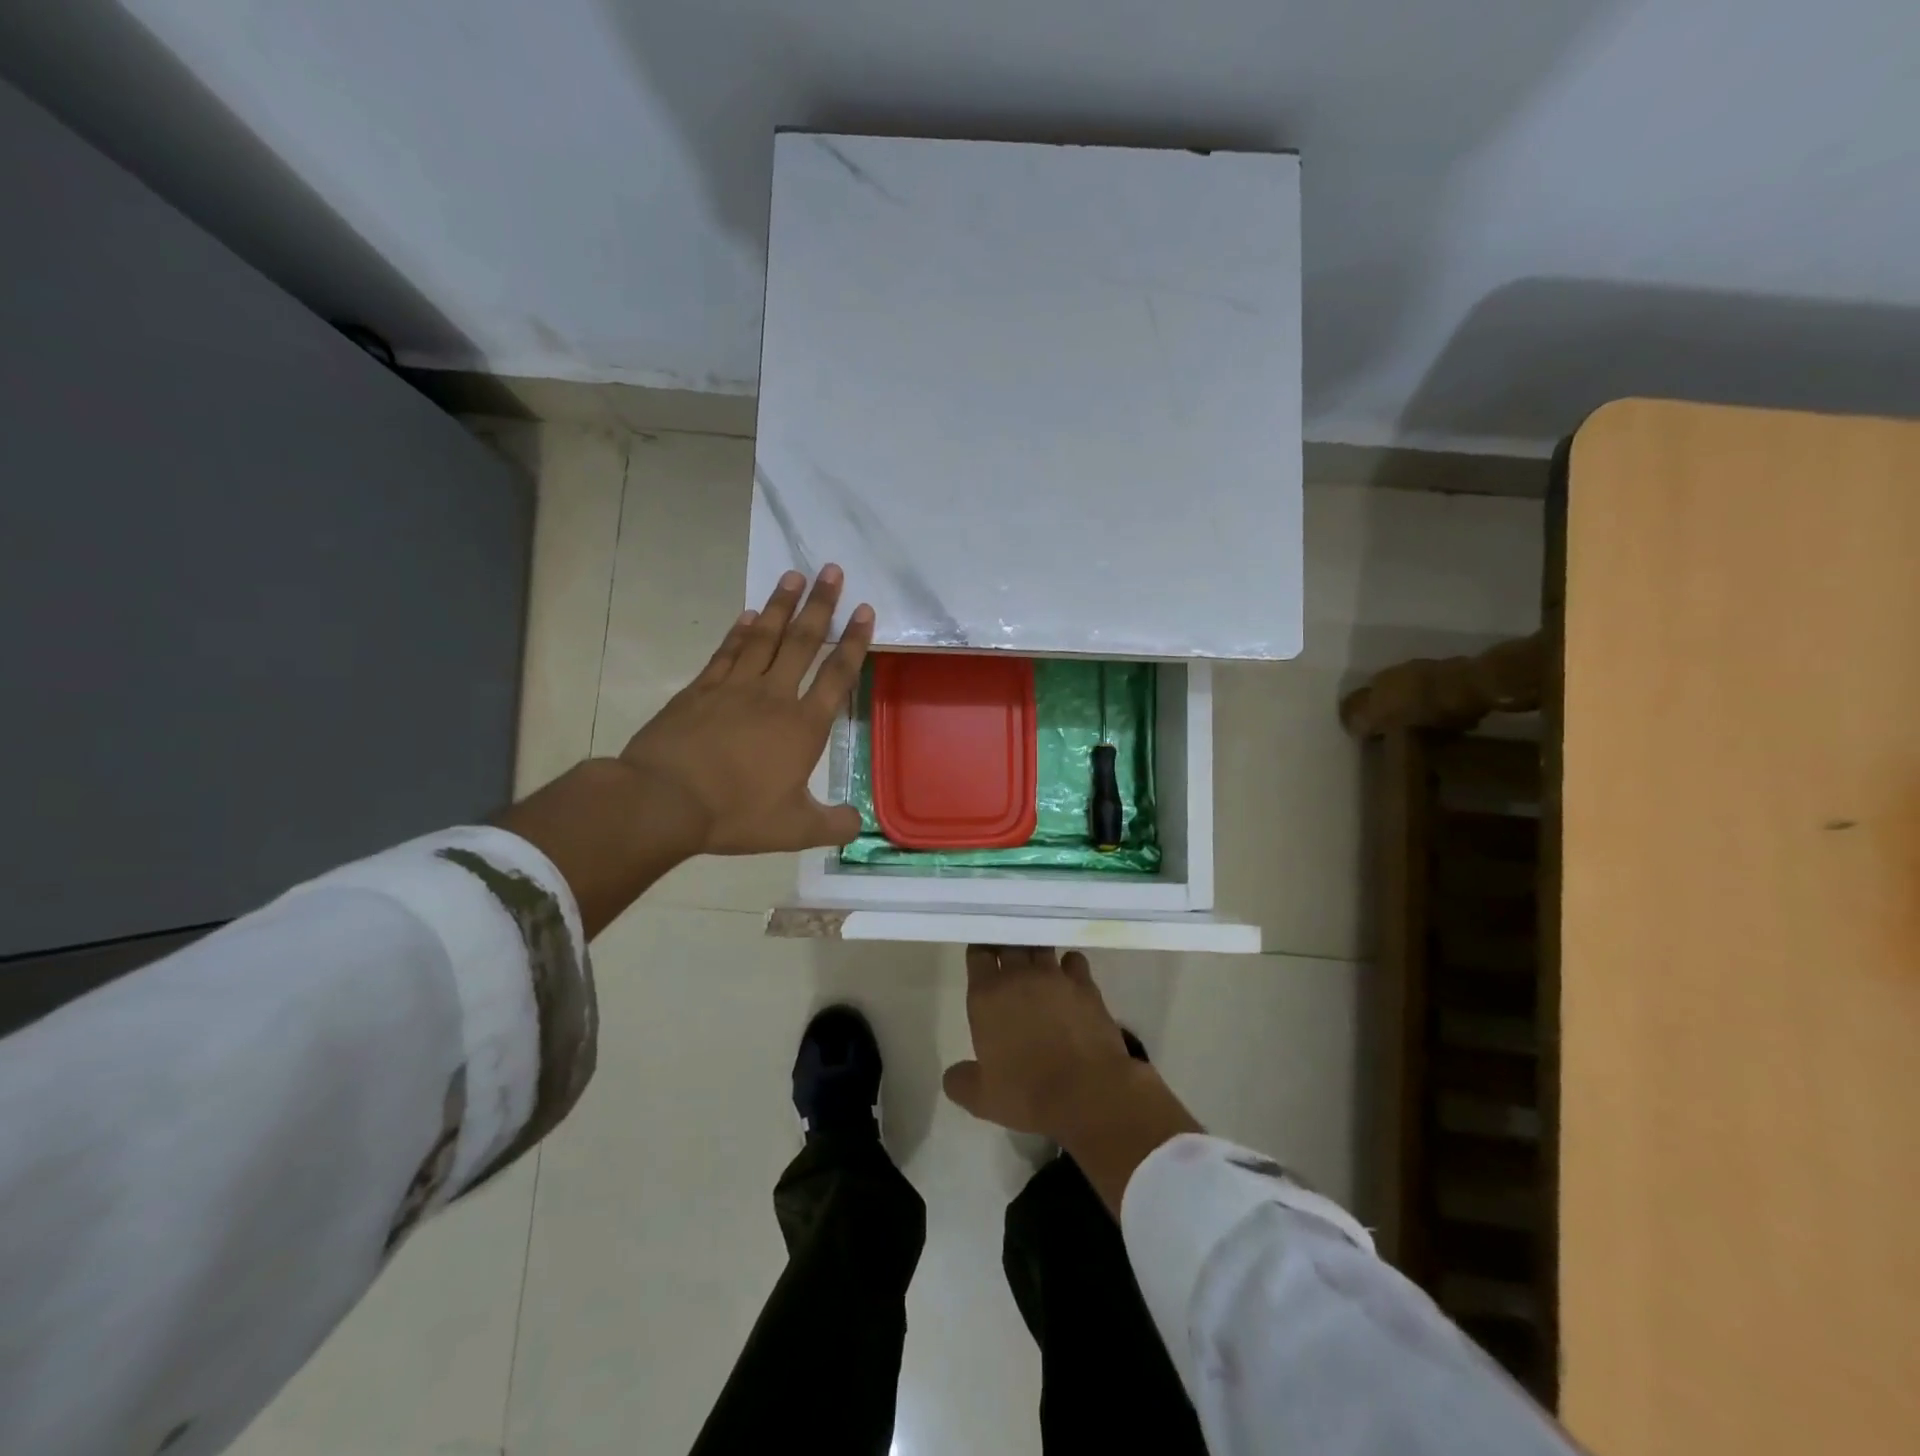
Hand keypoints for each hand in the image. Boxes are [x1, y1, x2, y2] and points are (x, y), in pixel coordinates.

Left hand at [620, 566, 873, 855]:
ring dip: (781, 605)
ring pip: (764, 637)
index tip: (865, 610)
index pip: (837, 675)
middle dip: (821, 605)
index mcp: (803, 726)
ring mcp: (734, 688)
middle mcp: (773, 696)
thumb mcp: (794, 829)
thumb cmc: (736, 814)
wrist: (664, 800)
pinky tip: (749, 614)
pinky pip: (727, 652)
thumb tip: (859, 824)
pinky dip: (740, 630)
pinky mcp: (700, 690)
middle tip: (832, 570)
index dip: (854, 642)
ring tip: (794, 575)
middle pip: (803, 642)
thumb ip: (832, 824)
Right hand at [943, 946, 1203, 1214]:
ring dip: (1036, 952)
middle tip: (1007, 956)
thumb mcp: (982, 1098)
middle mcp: (1019, 975)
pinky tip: (1069, 979)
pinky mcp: (1086, 985)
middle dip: (1006, 945)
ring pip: (1041, 947)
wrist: (1087, 1093)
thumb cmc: (1027, 1094)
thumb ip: (960, 1081)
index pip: (978, 953)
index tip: (982, 957)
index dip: (980, 952)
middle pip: (1009, 942)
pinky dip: (1069, 965)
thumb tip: (954, 1075)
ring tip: (1037, 964)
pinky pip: (1074, 960)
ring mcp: (1055, 976)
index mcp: (987, 995)